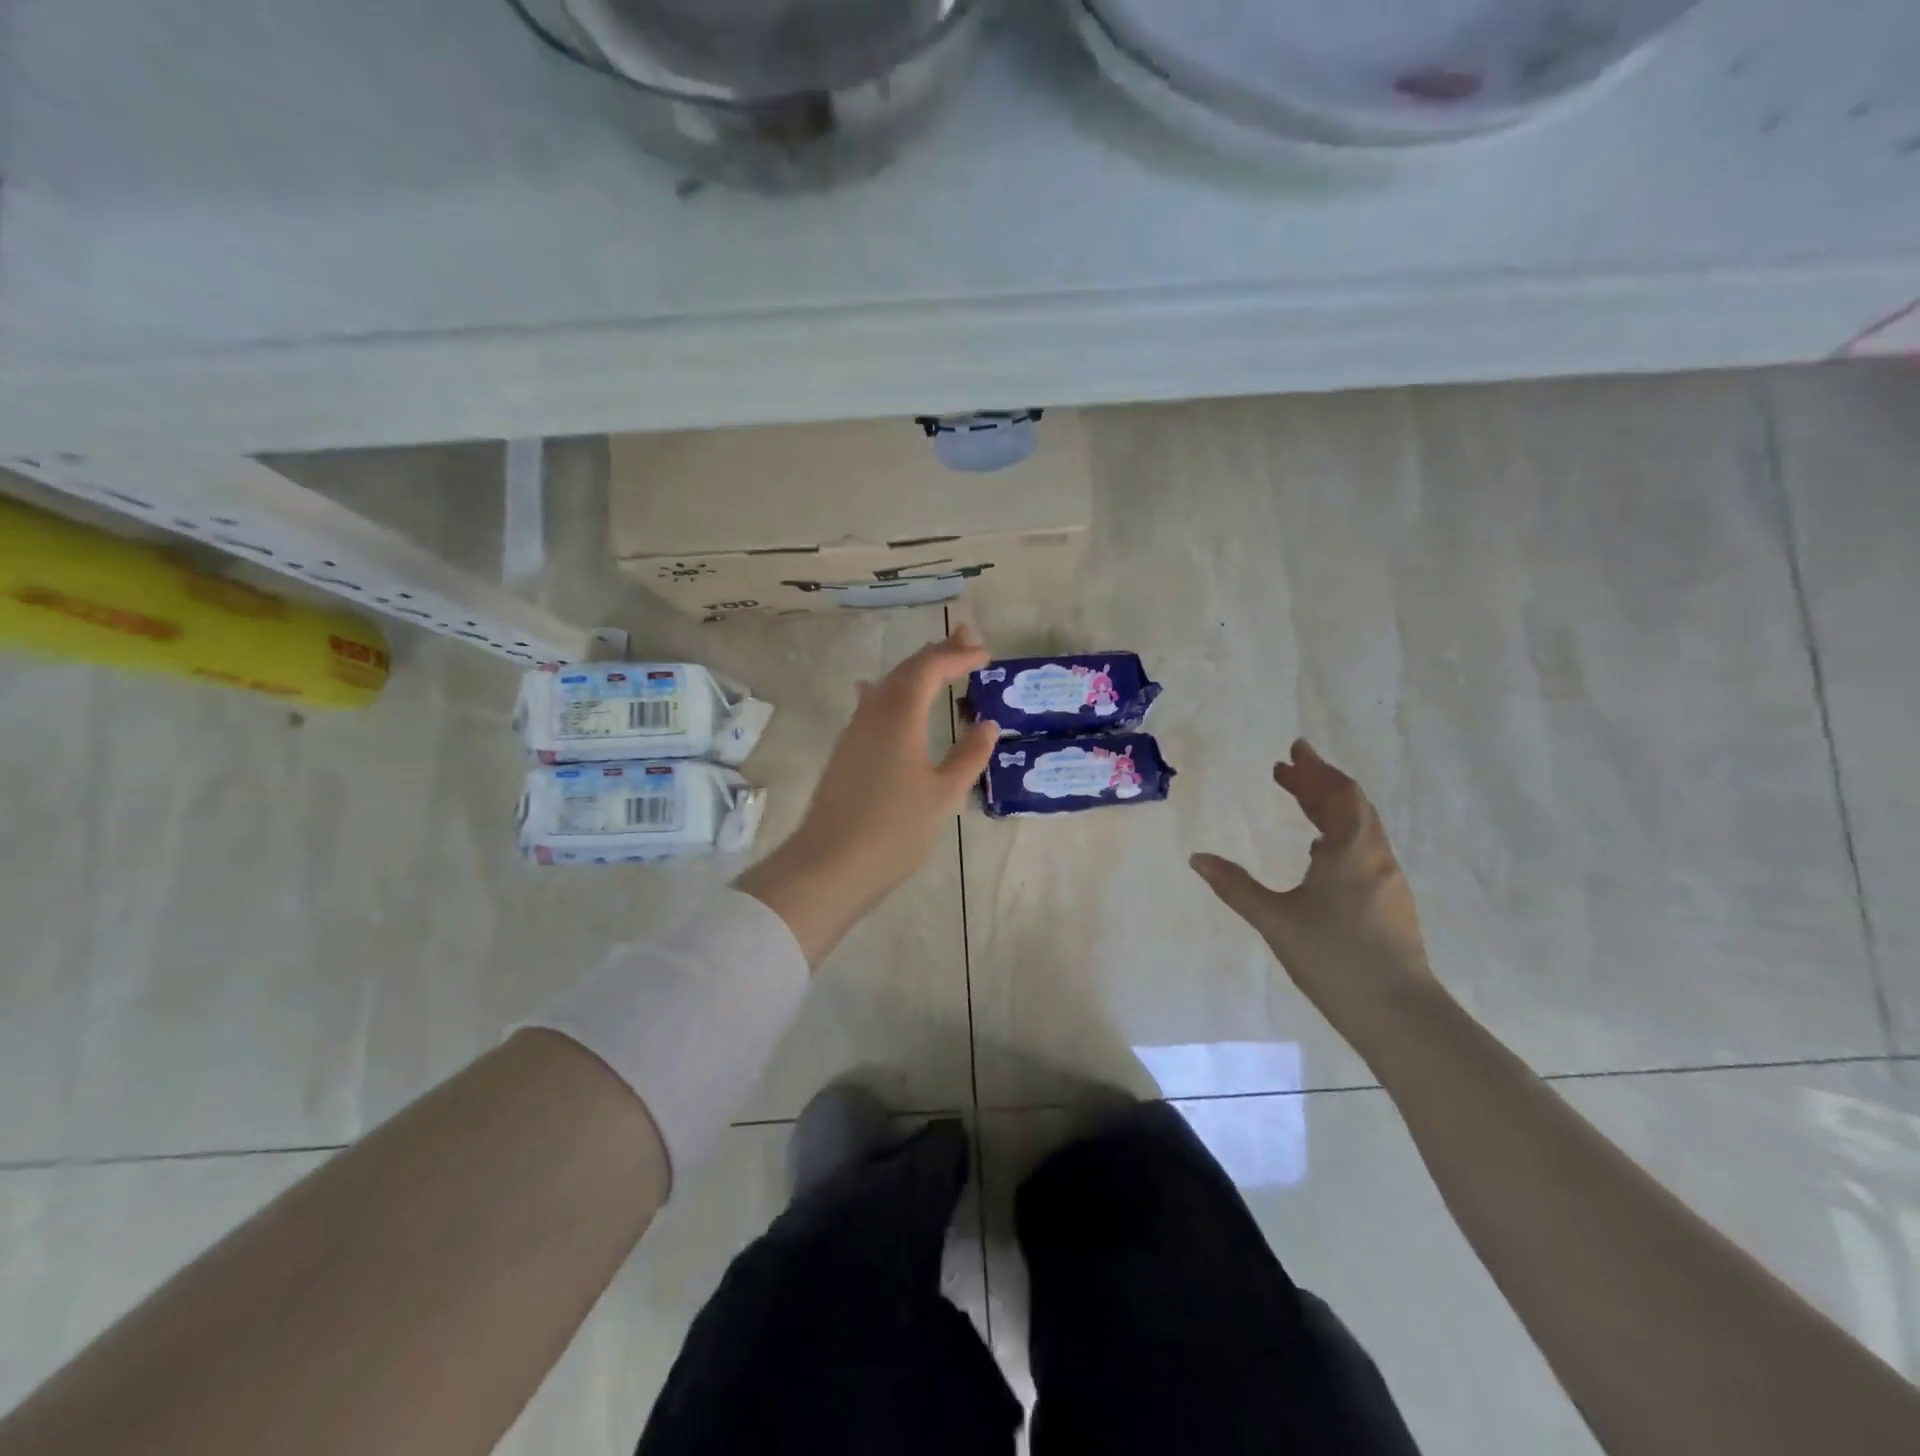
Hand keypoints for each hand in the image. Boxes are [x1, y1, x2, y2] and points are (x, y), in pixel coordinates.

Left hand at [734, 625, 999, 967]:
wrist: (829, 865)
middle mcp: (873, 712)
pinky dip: (893, 691)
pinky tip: (888, 695)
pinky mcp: (846, 751)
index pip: (930, 669)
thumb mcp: (944, 794)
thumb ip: (968, 756)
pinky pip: (872, 705)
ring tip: (940, 664)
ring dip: (915, 671)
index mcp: (900, 715)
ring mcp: (854, 731)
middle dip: (937, 653)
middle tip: (966, 640)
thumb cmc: (894, 830)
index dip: (958, 656)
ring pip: (887, 685)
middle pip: (906, 669)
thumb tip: (987, 724)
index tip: (985, 654)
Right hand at [1190, 740, 1436, 1028]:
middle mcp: (1375, 856)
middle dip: (1320, 782)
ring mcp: (1388, 880)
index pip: (1337, 794)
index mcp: (1350, 850)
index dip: (1314, 770)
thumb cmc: (1333, 958)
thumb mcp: (1275, 919)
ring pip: (1361, 828)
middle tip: (1289, 768)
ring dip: (1332, 808)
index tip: (1293, 751)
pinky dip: (1341, 834)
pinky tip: (1321, 853)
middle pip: (1351, 805)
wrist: (1398, 1012)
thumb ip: (1235, 886)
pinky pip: (1365, 849)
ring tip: (1301, 802)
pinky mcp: (1391, 902)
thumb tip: (1197, 858)